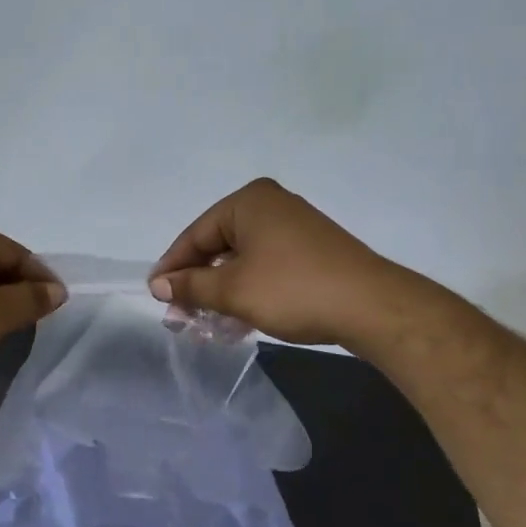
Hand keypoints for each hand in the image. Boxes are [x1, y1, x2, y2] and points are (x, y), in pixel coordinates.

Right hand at [148, 178, 390, 345]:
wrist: (370, 306)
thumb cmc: (291, 289)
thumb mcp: (231, 290)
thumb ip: (190, 286)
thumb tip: (159, 285)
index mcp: (248, 202)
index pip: (195, 234)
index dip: (172, 267)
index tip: (155, 296)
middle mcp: (271, 206)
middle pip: (217, 246)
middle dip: (197, 284)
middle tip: (180, 316)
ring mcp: (294, 228)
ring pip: (241, 260)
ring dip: (221, 293)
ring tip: (205, 325)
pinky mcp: (310, 251)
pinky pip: (264, 267)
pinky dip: (247, 291)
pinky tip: (237, 321)